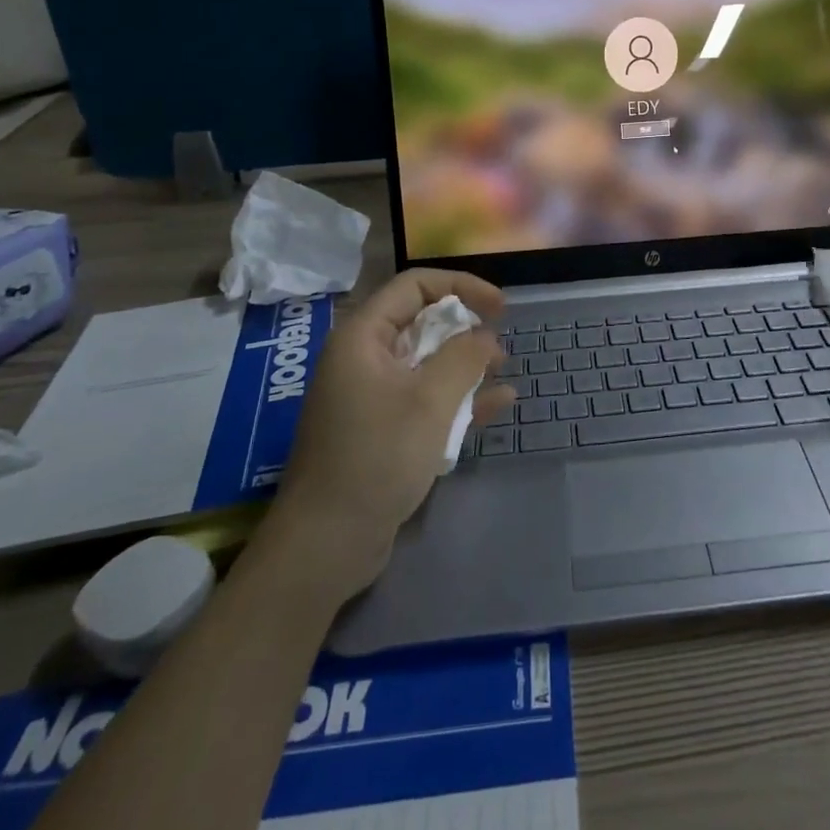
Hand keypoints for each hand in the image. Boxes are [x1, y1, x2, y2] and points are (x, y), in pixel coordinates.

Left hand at [272, 269, 513, 593]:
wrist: (327, 543)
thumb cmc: (377, 457)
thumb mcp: (430, 401)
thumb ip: (464, 358)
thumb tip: (485, 336)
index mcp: (363, 337)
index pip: (415, 286)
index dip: (461, 287)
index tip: (500, 307)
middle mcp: (363, 358)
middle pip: (420, 322)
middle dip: (465, 328)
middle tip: (499, 344)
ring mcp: (371, 396)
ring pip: (426, 362)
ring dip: (465, 363)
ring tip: (502, 370)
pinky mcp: (381, 430)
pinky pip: (424, 399)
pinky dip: (457, 398)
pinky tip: (497, 404)